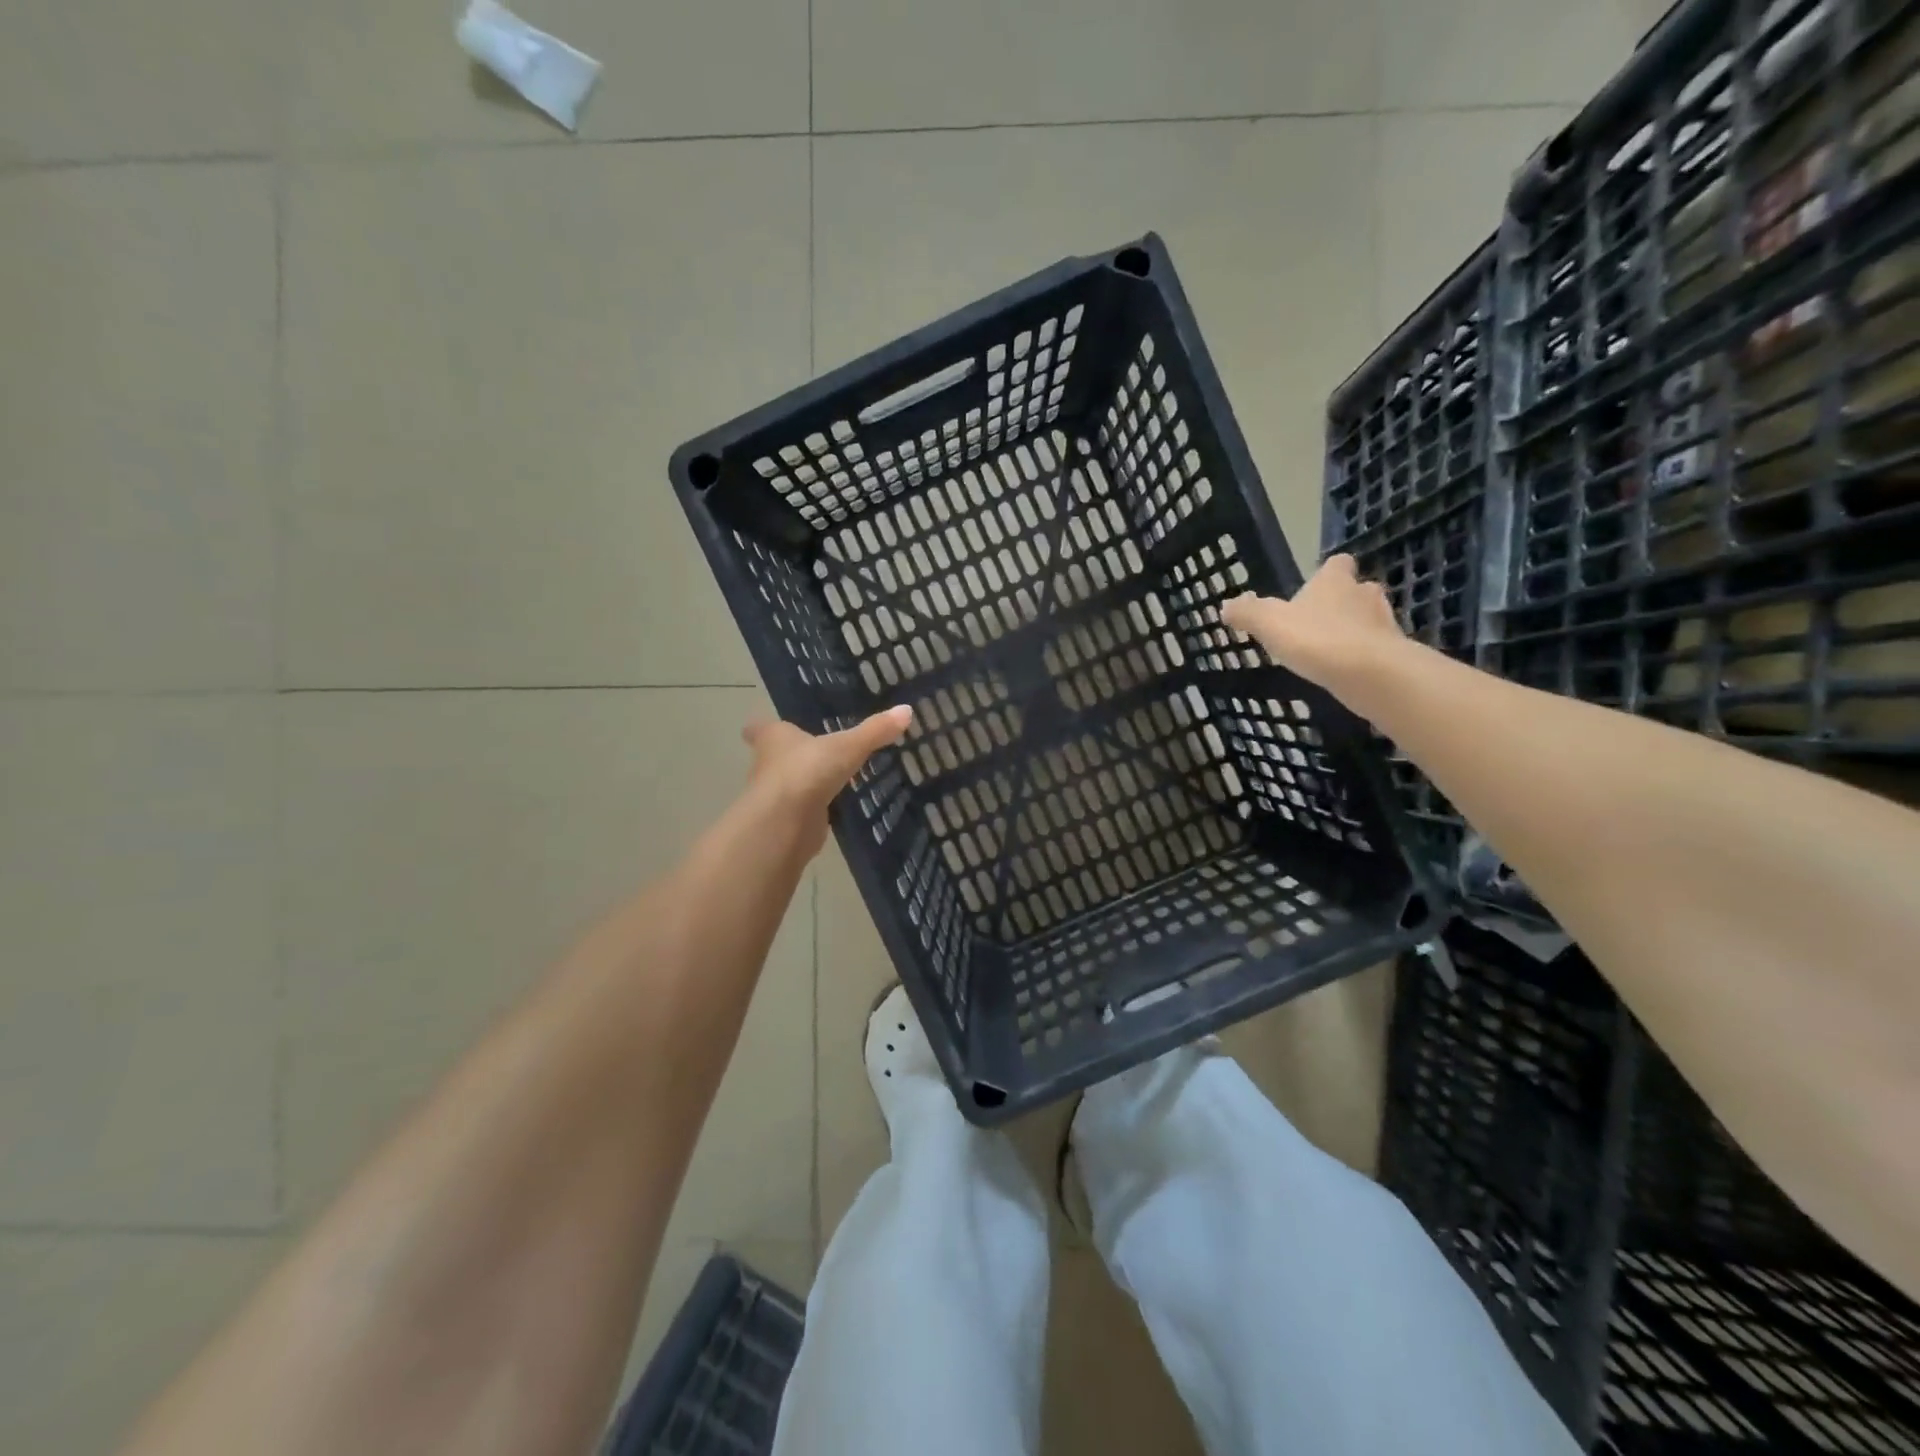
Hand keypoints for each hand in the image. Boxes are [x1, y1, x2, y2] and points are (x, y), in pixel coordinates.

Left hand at [742, 706, 914, 856]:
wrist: (785, 823)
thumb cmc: (807, 771)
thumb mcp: (847, 746)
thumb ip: (874, 731)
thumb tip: (906, 710)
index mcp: (774, 739)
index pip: (761, 728)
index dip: (764, 727)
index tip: (770, 726)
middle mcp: (767, 765)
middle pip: (773, 757)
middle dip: (789, 756)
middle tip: (812, 751)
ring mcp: (775, 797)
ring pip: (787, 785)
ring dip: (802, 783)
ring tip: (827, 778)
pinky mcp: (786, 822)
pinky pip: (801, 811)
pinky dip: (813, 809)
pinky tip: (831, 808)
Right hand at [1221, 555, 1404, 698]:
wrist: (1370, 673)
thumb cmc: (1316, 638)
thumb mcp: (1269, 624)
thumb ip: (1248, 613)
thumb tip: (1226, 606)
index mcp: (1334, 581)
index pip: (1338, 563)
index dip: (1328, 572)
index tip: (1316, 585)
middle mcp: (1363, 594)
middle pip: (1357, 590)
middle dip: (1343, 602)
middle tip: (1321, 621)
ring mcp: (1384, 622)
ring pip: (1370, 619)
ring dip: (1356, 629)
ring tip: (1333, 648)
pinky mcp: (1394, 652)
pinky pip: (1378, 648)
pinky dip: (1365, 655)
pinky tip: (1348, 671)